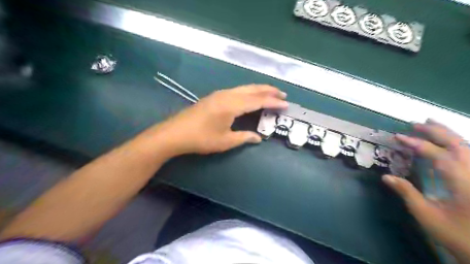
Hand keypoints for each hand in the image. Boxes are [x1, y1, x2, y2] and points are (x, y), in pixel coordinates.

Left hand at [148, 84, 286, 154]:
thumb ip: (244, 137)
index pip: (258, 101)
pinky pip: (237, 90)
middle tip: (282, 94)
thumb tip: (258, 138)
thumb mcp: (225, 141)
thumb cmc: (201, 139)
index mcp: (232, 105)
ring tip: (271, 94)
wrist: (175, 133)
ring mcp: (220, 94)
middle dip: (269, 90)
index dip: (273, 102)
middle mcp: (227, 95)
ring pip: (244, 88)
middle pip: (253, 89)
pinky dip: (249, 92)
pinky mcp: (214, 96)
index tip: (286, 104)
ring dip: (259, 90)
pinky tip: (251, 96)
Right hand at [381, 120, 469, 261]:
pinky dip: (459, 145)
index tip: (398, 137)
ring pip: (468, 148)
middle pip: (458, 145)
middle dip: (436, 131)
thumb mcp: (428, 216)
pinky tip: (449, 144)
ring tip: (431, 125)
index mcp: (462, 183)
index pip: (437, 155)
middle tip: (415, 124)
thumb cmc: (459, 236)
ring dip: (448, 134)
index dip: (416, 144)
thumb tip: (386, 177)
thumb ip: (407, 193)